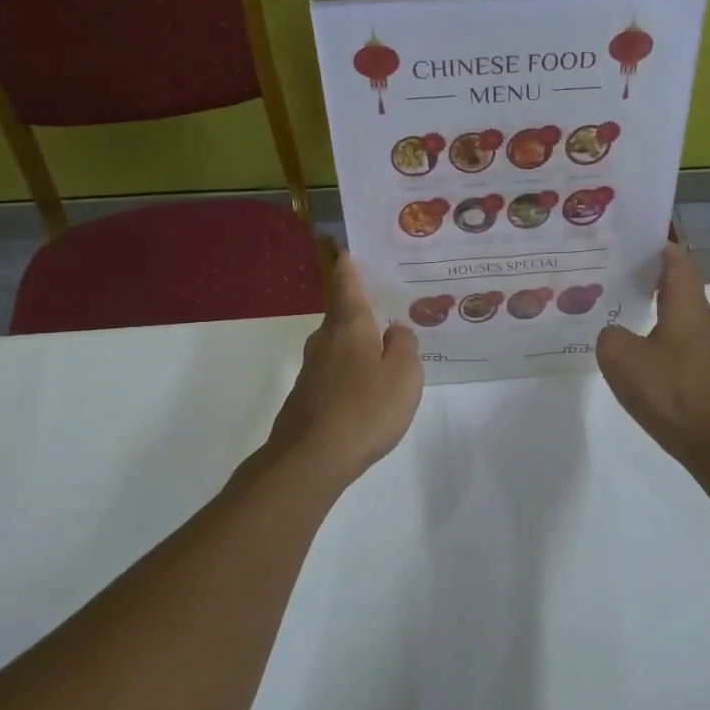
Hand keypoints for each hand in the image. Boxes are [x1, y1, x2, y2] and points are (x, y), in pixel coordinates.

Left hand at [262, 251, 422, 488]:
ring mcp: (311, 370)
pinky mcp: (305, 397)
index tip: (345, 250)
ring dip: (356, 346)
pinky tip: (364, 392)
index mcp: (350, 327)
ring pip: (337, 347)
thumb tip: (394, 330)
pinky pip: (333, 374)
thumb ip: (404, 346)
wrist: (311, 458)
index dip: (348, 268)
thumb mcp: (404, 375)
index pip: (347, 286)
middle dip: (360, 313)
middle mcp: (325, 341)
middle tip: (385, 311)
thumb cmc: (366, 409)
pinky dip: (348, 374)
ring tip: (381, 353)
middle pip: (342, 317)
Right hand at [597, 242, 709, 468]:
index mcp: (690, 306)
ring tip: (627, 323)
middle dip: (652, 283)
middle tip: (619, 282)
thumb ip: (610, 335)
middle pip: (681, 290)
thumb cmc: (669, 392)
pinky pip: (688, 347)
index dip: (659, 247)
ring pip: (685, 320)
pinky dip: (667, 344)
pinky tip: (646, 362)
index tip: (636, 241)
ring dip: (660, 317)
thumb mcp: (620, 357)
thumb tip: (616, 334)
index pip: (677, 261)